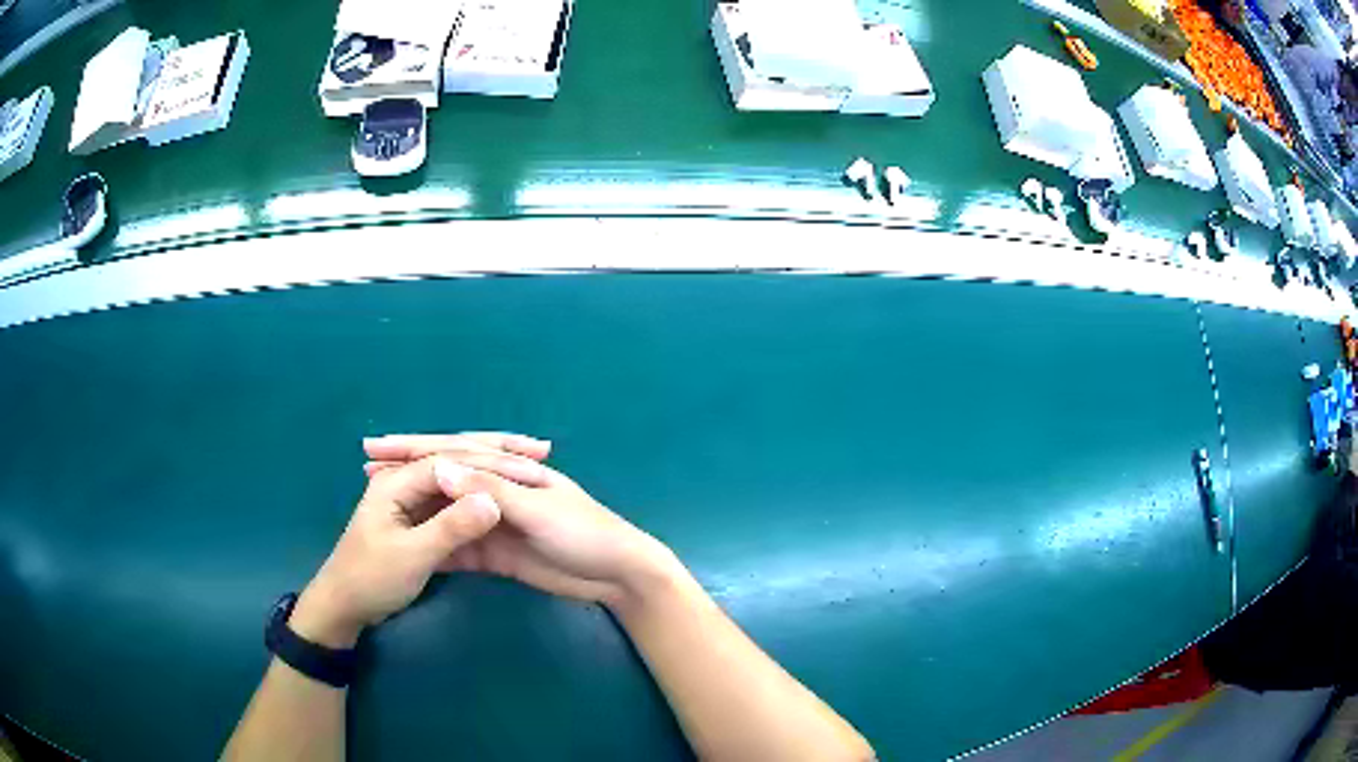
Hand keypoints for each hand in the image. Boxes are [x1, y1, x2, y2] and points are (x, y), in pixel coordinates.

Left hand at [293, 436, 553, 647]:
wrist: (345, 607)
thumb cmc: (372, 578)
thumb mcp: (412, 555)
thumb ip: (450, 527)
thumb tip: (493, 499)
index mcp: (398, 481)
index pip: (453, 459)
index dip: (494, 461)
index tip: (535, 467)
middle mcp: (407, 482)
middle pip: (459, 459)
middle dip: (499, 452)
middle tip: (541, 450)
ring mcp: (414, 502)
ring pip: (460, 480)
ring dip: (493, 473)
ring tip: (533, 468)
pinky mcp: (420, 522)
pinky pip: (456, 503)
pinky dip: (481, 501)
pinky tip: (505, 500)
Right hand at [363, 435, 678, 609]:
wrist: (616, 577)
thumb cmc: (583, 533)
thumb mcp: (536, 508)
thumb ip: (488, 489)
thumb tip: (437, 466)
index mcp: (507, 468)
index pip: (450, 449)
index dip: (411, 447)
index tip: (374, 447)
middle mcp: (497, 489)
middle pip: (442, 477)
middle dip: (404, 471)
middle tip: (365, 469)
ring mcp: (495, 521)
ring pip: (446, 509)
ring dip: (415, 507)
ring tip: (377, 507)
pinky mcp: (498, 553)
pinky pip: (459, 543)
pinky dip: (435, 542)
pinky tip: (410, 545)